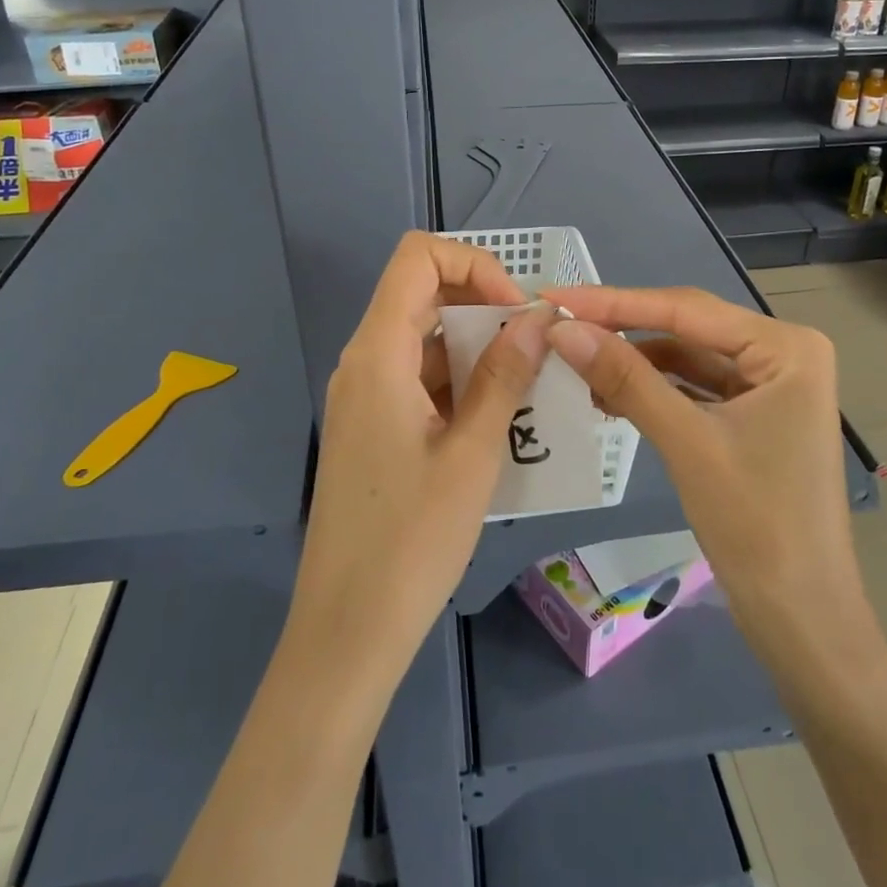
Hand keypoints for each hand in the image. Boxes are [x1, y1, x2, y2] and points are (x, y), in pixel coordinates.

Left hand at [288, 232, 551, 682]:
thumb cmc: (410, 540)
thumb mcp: (472, 453)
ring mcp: (365, 394)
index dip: (474, 265)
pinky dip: (461, 380)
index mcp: (378, 353)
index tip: (516, 313)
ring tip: (527, 388)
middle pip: (423, 292)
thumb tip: (538, 318)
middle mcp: (364, 361)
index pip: (419, 257)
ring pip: (425, 337)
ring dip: (478, 347)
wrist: (347, 629)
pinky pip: (419, 376)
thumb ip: (504, 376)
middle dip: (485, 306)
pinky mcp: (373, 425)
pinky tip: (499, 419)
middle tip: (534, 350)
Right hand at [541, 286, 867, 642]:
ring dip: (634, 362)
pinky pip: (694, 388)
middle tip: (558, 326)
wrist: (802, 619)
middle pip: (687, 329)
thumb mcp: (686, 442)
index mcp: (786, 347)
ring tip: (575, 366)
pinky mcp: (754, 415)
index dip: (614, 303)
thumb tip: (563, 330)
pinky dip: (653, 389)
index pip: (686, 310)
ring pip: (687, 358)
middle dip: (622, 330)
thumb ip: (625, 378)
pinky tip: (609, 394)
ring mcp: (770, 385)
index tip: (554, 298)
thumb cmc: (757, 526)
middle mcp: (783, 353)